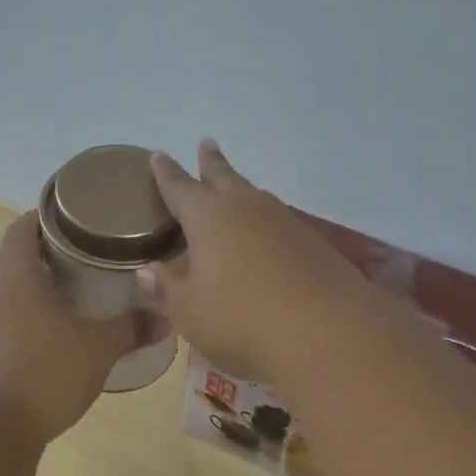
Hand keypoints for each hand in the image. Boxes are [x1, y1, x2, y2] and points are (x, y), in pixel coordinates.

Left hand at [0, 212, 141, 442]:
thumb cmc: (46, 370)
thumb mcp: (99, 348)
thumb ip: (132, 328)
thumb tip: (167, 319)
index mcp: (14, 268)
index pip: (28, 223)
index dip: (55, 217)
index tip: (86, 224)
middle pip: (18, 253)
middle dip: (52, 252)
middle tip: (92, 259)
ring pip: (10, 286)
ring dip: (38, 285)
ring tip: (78, 293)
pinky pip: (4, 314)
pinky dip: (28, 313)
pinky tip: (55, 332)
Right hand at [140, 140, 371, 384]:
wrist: (327, 332)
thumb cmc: (241, 319)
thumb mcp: (190, 310)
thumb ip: (168, 288)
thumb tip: (148, 270)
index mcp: (209, 217)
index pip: (180, 188)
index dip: (166, 173)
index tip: (158, 154)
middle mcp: (247, 208)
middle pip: (224, 177)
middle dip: (211, 163)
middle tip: (206, 143)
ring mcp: (285, 223)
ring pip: (255, 196)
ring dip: (241, 189)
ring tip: (233, 188)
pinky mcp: (313, 244)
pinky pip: (278, 223)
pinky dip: (264, 223)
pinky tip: (265, 236)